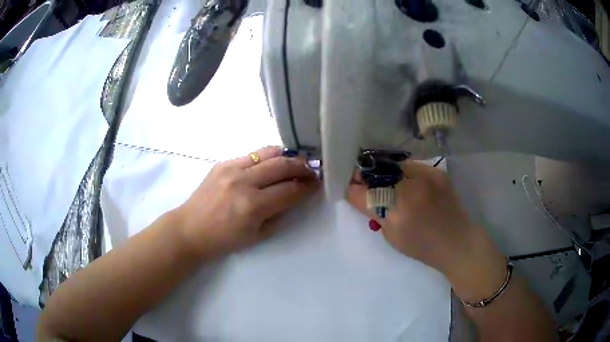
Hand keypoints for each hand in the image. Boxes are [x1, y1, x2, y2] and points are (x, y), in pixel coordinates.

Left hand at [176, 146, 318, 259]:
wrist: (190, 229)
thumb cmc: (224, 239)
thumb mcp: (257, 235)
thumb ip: (279, 214)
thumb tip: (293, 195)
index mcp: (253, 206)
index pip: (290, 190)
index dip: (308, 186)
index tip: (318, 183)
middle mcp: (243, 182)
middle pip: (283, 165)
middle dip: (302, 166)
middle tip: (311, 170)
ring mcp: (231, 168)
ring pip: (268, 152)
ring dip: (287, 156)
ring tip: (294, 162)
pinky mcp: (222, 162)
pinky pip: (252, 154)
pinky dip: (267, 157)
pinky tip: (270, 164)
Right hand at [347, 161, 501, 278]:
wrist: (457, 240)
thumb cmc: (423, 247)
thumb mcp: (392, 237)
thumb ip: (375, 213)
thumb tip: (359, 193)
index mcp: (396, 214)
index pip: (363, 193)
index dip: (353, 188)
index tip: (350, 186)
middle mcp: (410, 191)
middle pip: (376, 174)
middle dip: (366, 177)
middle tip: (364, 180)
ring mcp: (426, 177)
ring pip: (393, 166)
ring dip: (385, 172)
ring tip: (385, 179)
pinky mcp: (436, 172)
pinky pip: (411, 166)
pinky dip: (403, 172)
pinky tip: (405, 180)